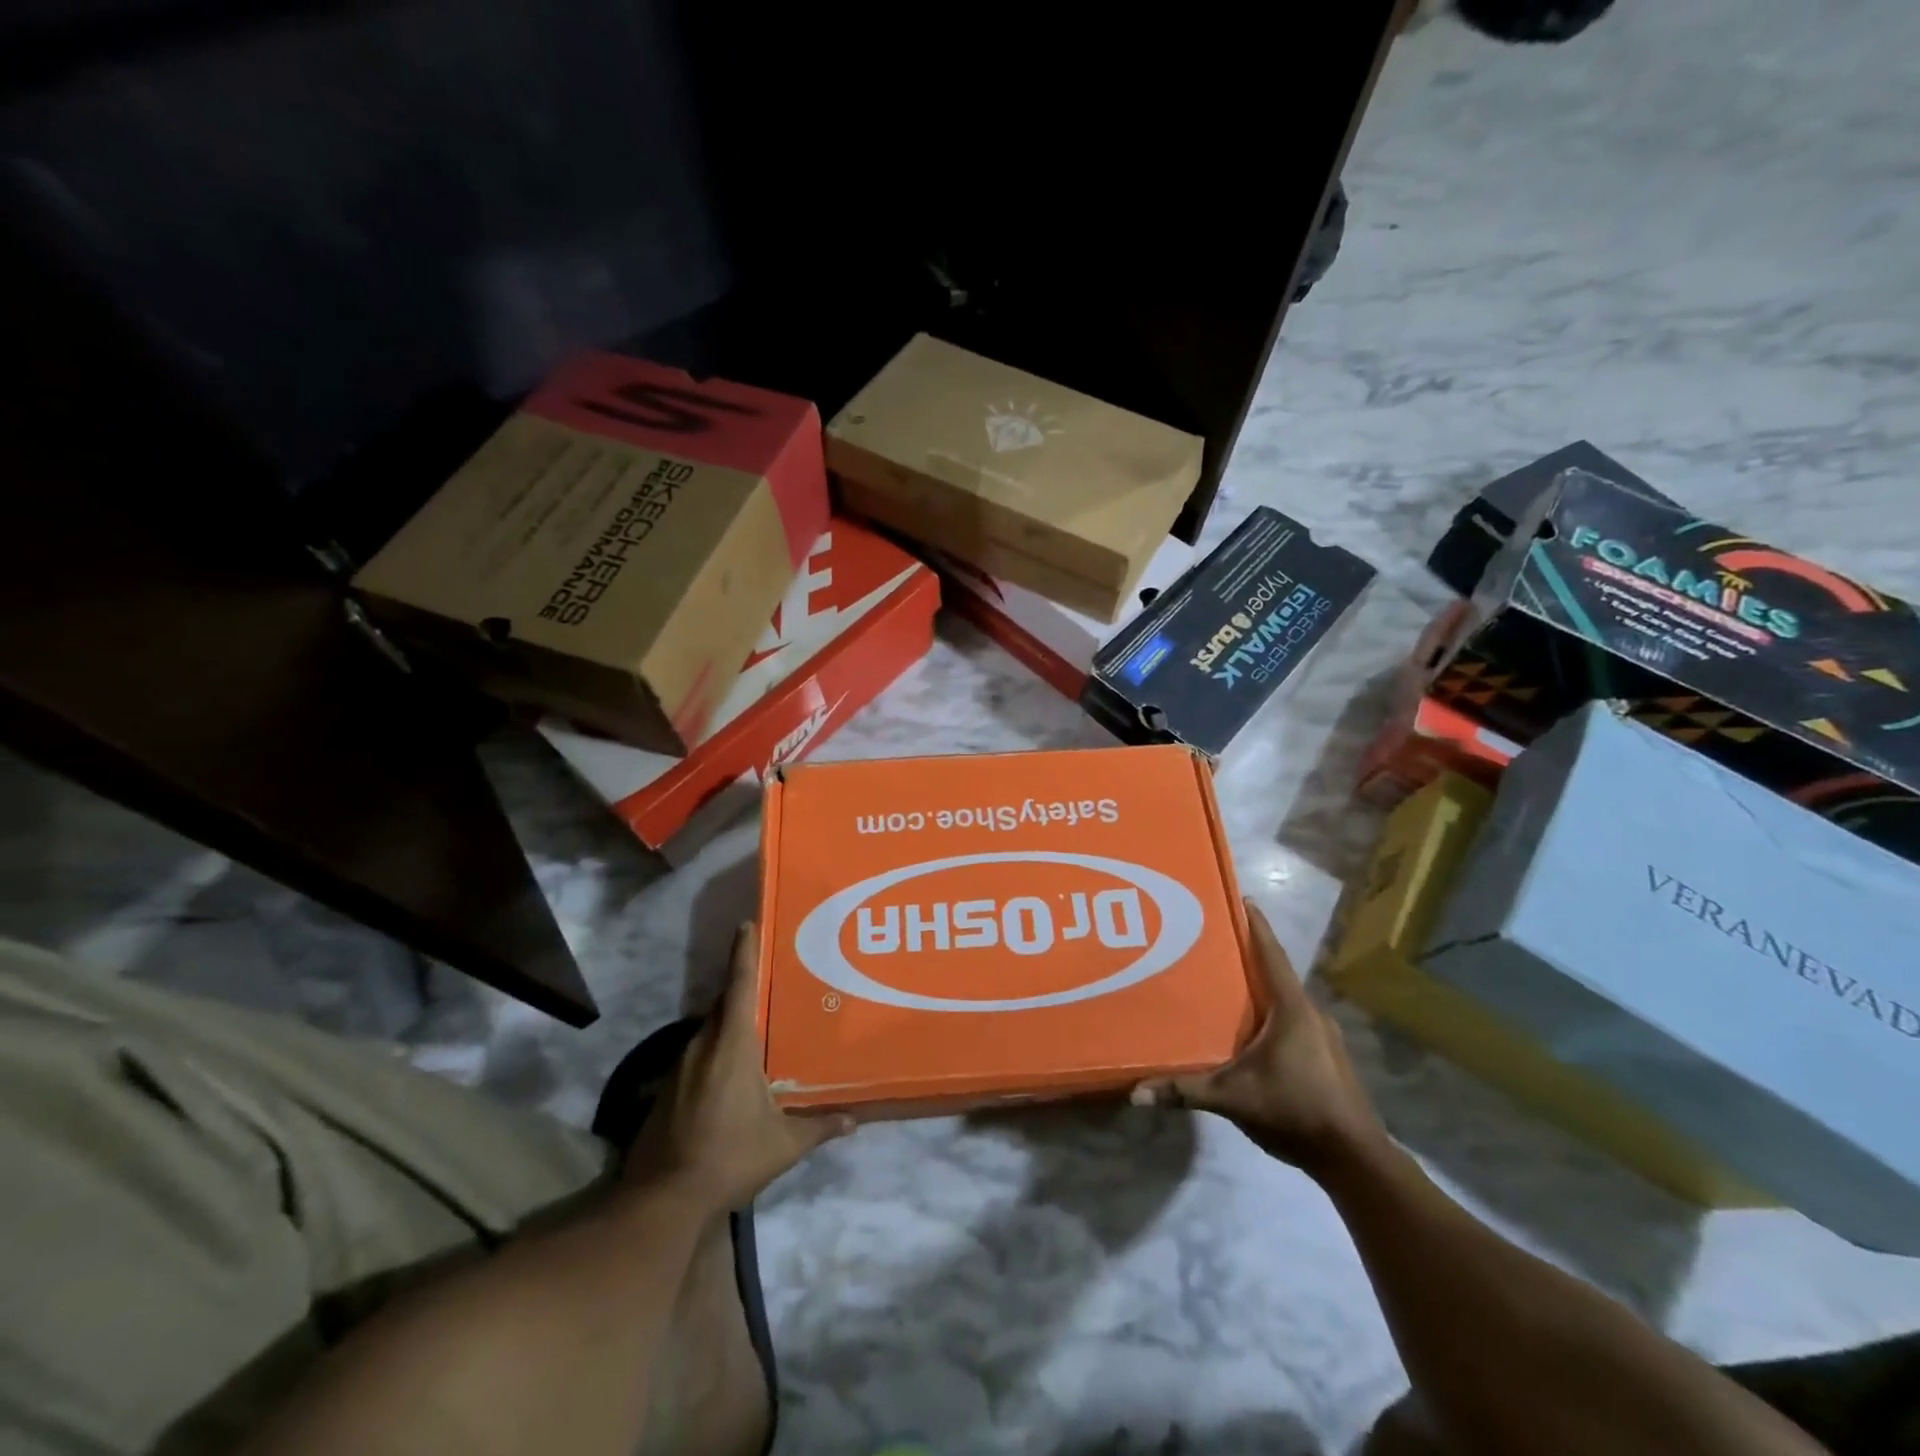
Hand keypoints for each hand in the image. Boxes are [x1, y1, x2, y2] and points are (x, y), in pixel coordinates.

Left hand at [625, 922, 853, 1214]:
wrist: (663, 1199)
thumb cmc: (730, 1157)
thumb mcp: (784, 1144)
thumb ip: (819, 1126)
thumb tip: (854, 1120)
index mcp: (732, 1045)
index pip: (739, 986)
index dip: (744, 952)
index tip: (747, 923)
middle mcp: (703, 1045)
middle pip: (724, 1004)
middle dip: (743, 987)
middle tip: (770, 978)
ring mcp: (680, 1066)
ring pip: (709, 1029)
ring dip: (730, 1022)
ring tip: (757, 1024)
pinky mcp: (667, 1088)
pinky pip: (697, 1053)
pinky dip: (715, 1049)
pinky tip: (731, 1070)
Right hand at [1133, 901, 1384, 1179]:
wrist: (1355, 1159)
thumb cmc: (1295, 1110)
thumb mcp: (1233, 1098)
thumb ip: (1185, 1091)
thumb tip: (1135, 1093)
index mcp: (1292, 1008)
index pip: (1271, 954)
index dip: (1256, 925)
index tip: (1241, 898)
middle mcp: (1311, 1013)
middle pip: (1275, 974)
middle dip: (1247, 958)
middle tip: (1212, 944)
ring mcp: (1323, 1037)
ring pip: (1284, 1001)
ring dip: (1259, 990)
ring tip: (1224, 986)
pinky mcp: (1326, 1058)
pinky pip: (1292, 1022)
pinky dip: (1270, 1015)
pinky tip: (1248, 1031)